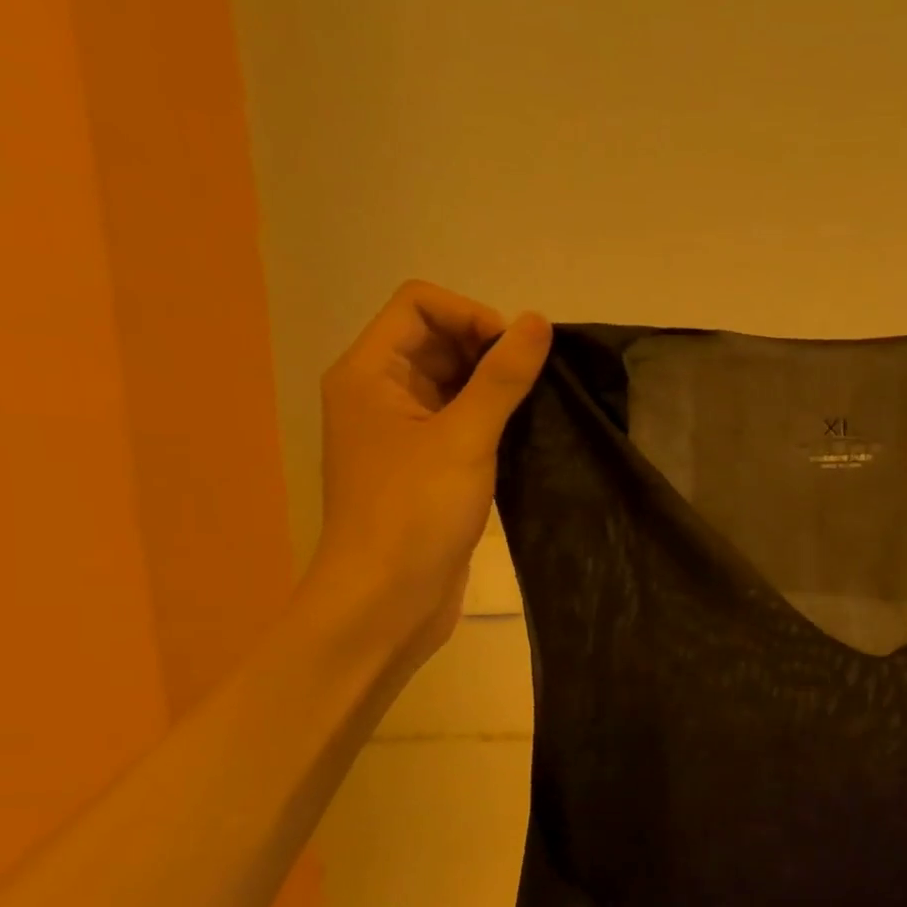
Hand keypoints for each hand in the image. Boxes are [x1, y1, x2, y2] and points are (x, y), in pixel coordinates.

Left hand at [297, 281, 551, 666]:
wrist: (387, 601)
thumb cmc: (414, 513)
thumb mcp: (463, 438)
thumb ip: (502, 378)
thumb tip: (537, 322)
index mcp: (369, 374)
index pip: (419, 305)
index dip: (471, 316)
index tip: (514, 355)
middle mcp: (380, 395)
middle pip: (437, 341)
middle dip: (488, 351)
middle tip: (534, 385)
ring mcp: (403, 435)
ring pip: (454, 385)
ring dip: (496, 389)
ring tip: (537, 411)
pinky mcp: (427, 470)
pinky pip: (461, 424)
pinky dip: (493, 422)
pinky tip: (524, 440)